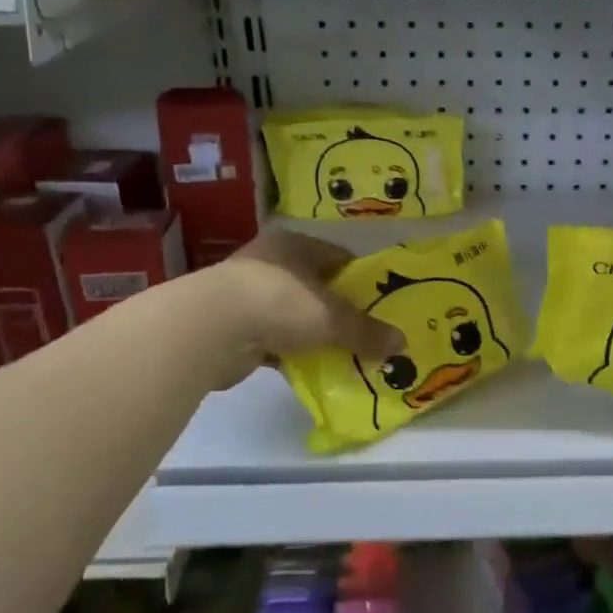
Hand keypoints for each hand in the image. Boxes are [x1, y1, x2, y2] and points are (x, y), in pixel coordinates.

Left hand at [214, 230, 404, 373]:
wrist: (210, 329)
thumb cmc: (279, 302)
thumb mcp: (332, 317)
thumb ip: (366, 331)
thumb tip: (403, 343)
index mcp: (295, 244)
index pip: (339, 258)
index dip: (362, 281)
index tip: (382, 305)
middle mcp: (271, 262)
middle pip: (317, 287)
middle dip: (340, 311)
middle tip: (367, 334)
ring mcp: (248, 293)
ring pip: (295, 314)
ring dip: (314, 334)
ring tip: (344, 354)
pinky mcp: (234, 326)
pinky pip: (275, 339)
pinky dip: (291, 353)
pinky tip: (310, 369)